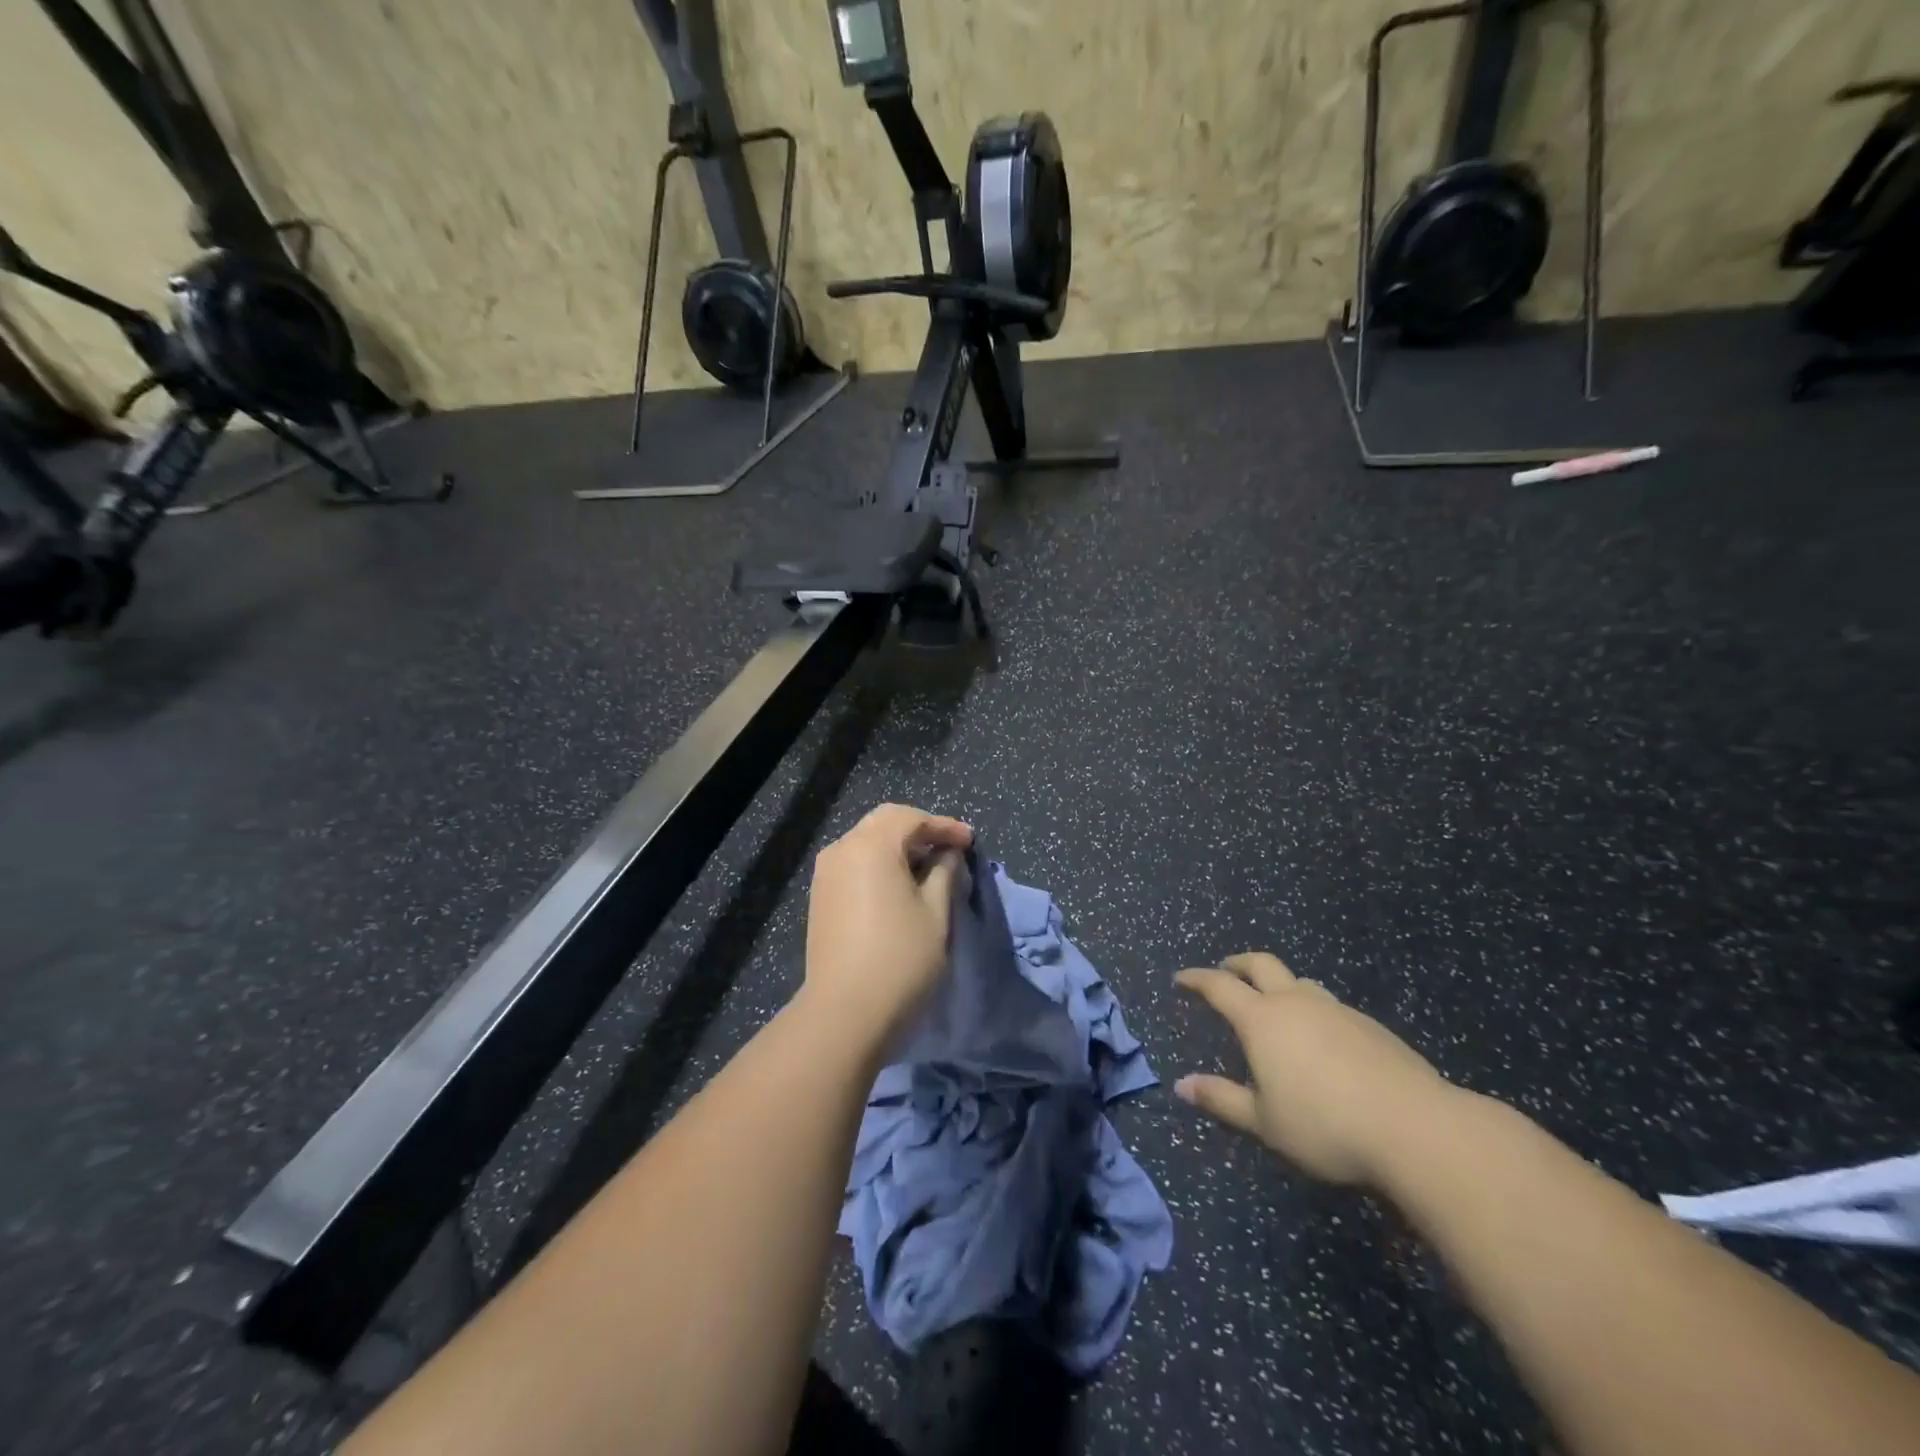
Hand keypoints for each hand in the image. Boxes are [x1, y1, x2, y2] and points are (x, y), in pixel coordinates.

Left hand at [801, 803, 972, 1048]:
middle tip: (949, 848)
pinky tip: (899, 885)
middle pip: (884, 823)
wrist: (844, 1013)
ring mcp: (825, 874)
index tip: (970, 842)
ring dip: (898, 847)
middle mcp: (842, 849)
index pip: (911, 818)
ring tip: (928, 867)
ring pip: (866, 843)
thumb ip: (944, 873)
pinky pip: (853, 864)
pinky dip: (879, 865)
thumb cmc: (900, 958)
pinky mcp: (820, 898)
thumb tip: (946, 854)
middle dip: (919, 831)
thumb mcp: (936, 912)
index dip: (944, 826)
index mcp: (871, 845)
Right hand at [1174, 952, 1451, 1185]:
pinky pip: (1331, 1005)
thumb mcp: (1264, 1122)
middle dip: (1238, 963)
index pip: (1220, 986)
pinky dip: (1313, 1009)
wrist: (1416, 1128)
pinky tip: (1323, 1039)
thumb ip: (1222, 1099)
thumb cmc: (1325, 1126)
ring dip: (1280, 984)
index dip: (1197, 979)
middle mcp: (1296, 1003)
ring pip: (1300, 982)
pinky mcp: (1371, 1026)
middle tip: (1226, 970)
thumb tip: (1181, 1085)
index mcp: (1262, 1020)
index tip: (1182, 979)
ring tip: (1276, 1004)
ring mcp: (1337, 1010)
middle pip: (1261, 965)